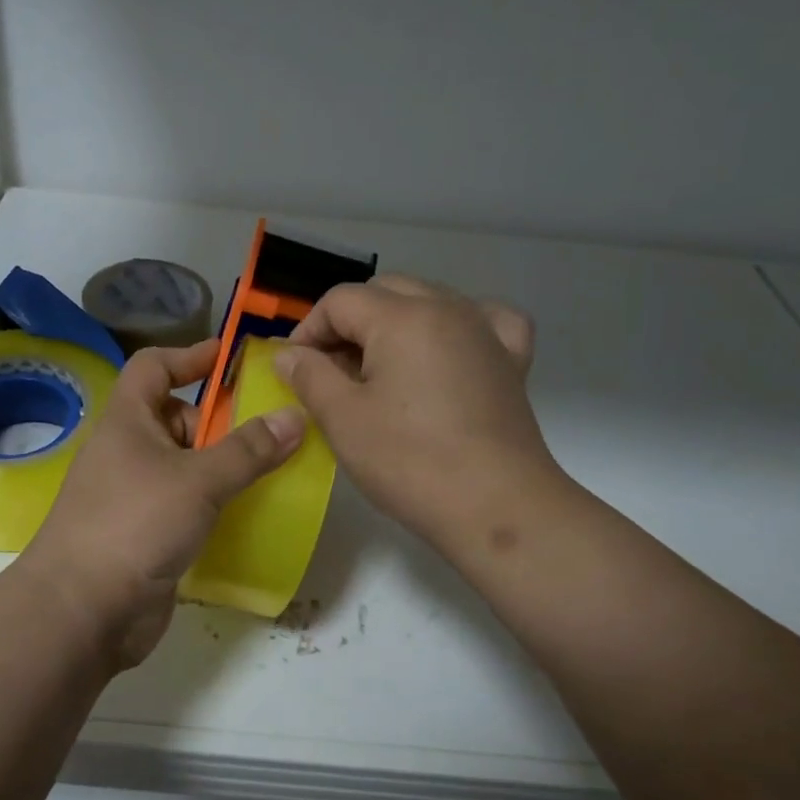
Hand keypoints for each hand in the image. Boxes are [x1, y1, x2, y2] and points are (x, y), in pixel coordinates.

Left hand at [19, 338, 304, 669]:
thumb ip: (249, 449)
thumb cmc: (135, 523)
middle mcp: (127, 451)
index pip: (154, 366)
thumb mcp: (199, 479)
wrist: (83, 610)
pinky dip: (212, 502)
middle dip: (217, 422)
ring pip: (183, 465)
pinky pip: (185, 504)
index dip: (190, 356)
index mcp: (127, 421)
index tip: (230, 359)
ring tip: (269, 471)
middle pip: (175, 417)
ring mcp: (133, 495)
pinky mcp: (144, 533)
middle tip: (265, 433)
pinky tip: (246, 513)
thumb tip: (295, 417)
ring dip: (220, 466)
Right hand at [273, 275, 557, 550]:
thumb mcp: (343, 419)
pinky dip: (457, 327)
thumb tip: (288, 355)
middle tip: (332, 371)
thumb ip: (310, 376)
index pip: (341, 300)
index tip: (296, 369)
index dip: (309, 329)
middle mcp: (448, 308)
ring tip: (381, 368)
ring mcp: (485, 331)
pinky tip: (448, 350)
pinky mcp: (511, 361)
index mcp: (403, 317)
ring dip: (395, 322)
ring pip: (429, 300)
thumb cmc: (411, 462)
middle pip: (384, 291)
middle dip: (349, 323)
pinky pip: (482, 321)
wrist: (498, 507)